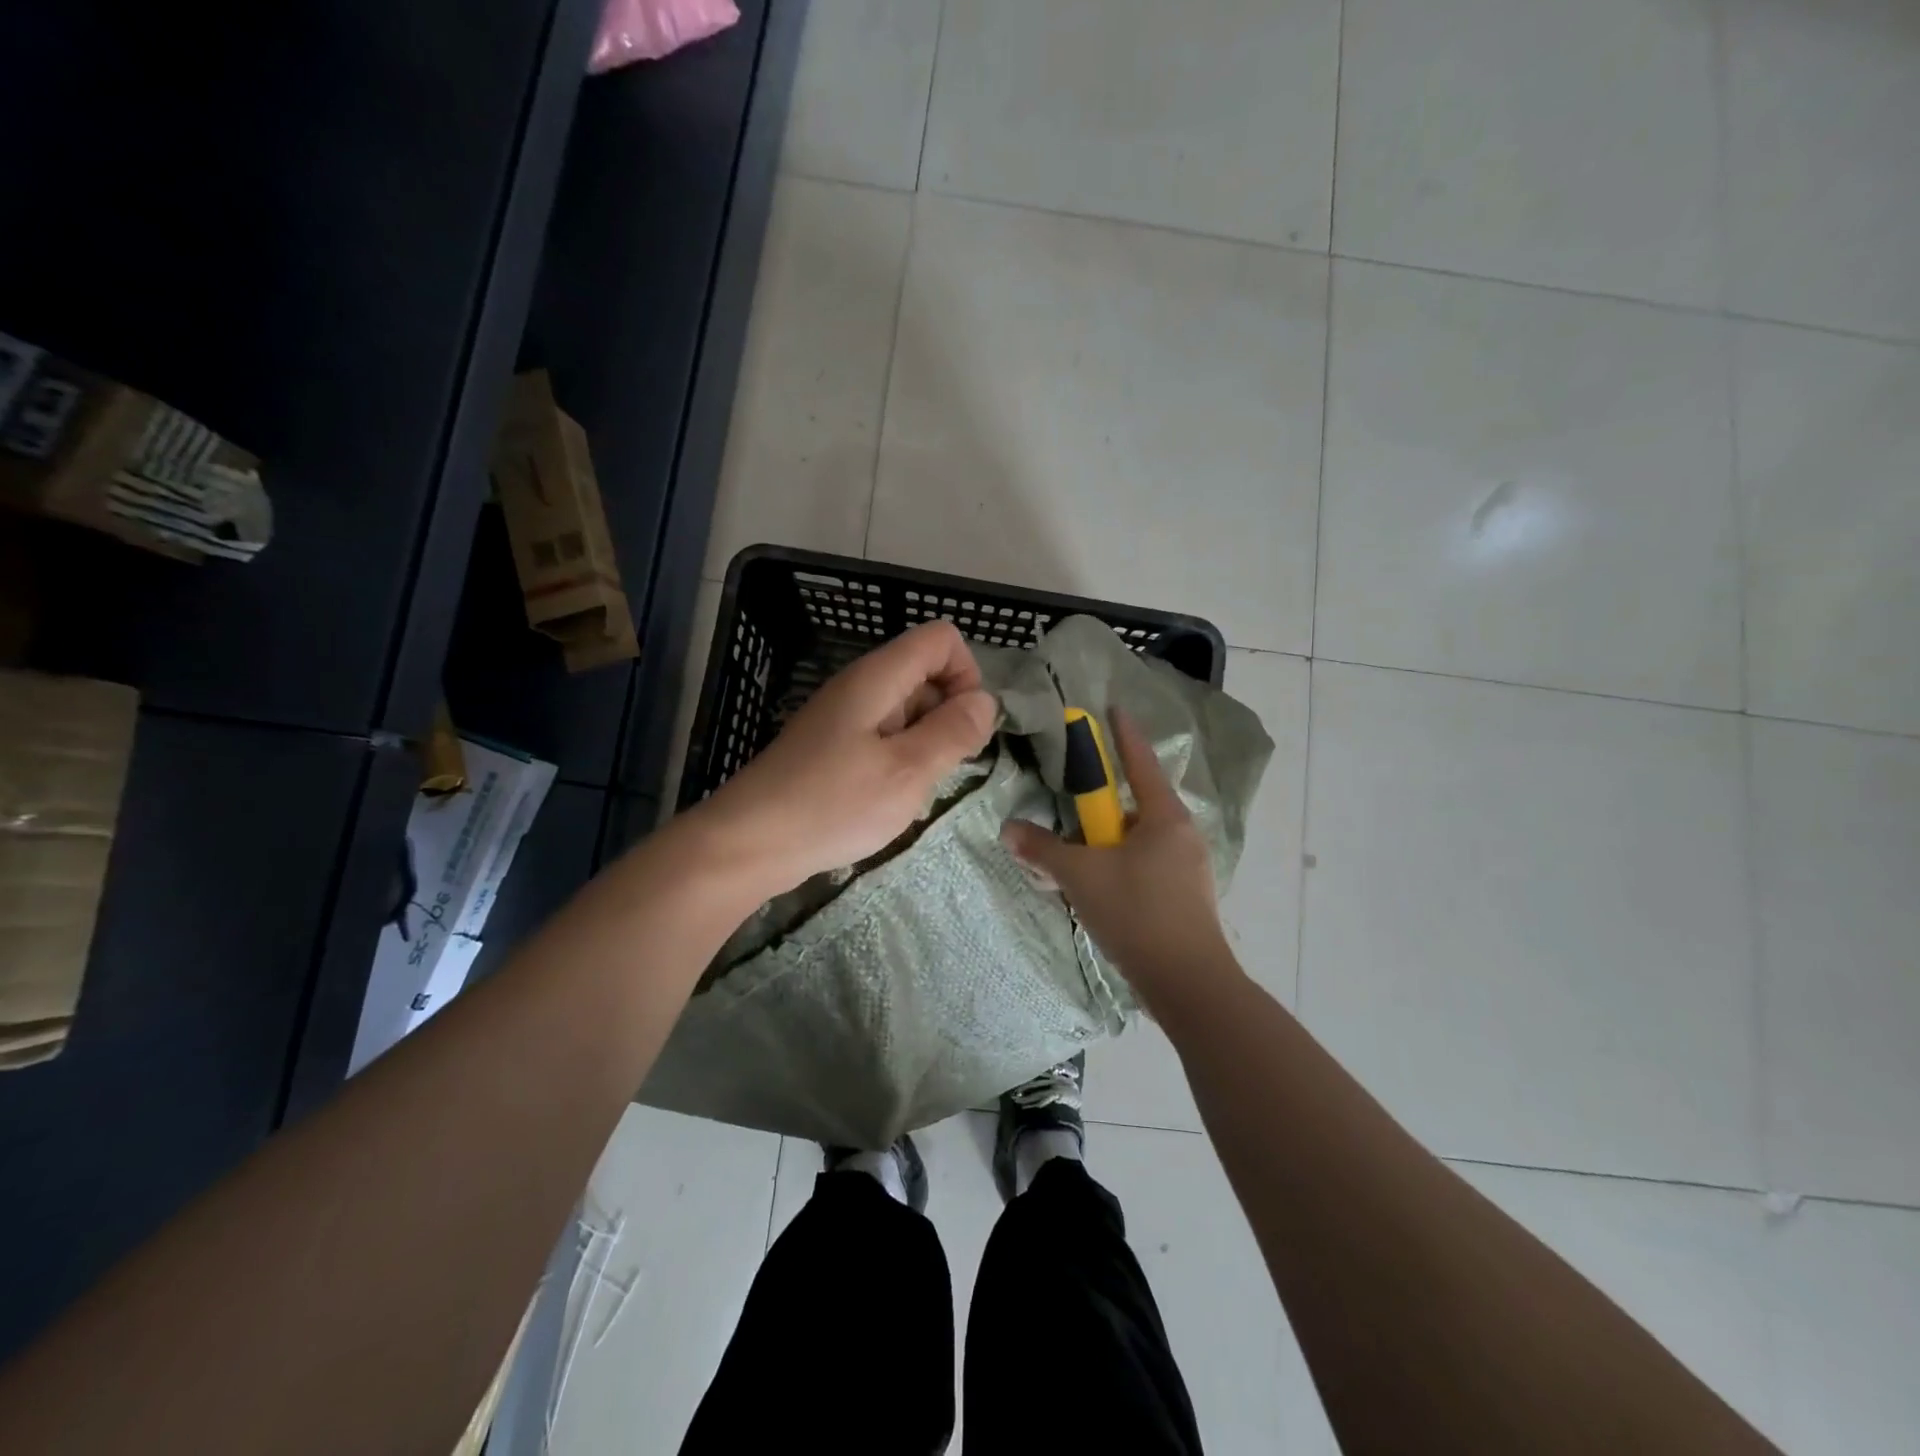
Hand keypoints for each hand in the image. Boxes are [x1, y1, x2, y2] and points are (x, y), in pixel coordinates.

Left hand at [699, 621, 997, 893]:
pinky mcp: (832, 748)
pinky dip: (900, 761)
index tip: (964, 727)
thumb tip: (986, 701)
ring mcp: (843, 718)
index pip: (941, 639)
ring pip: (907, 711)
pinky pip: (884, 738)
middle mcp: (860, 687)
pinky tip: (890, 800)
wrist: (749, 843)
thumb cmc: (833, 804)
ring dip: (926, 744)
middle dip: (949, 715)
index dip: (966, 675)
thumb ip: (953, 732)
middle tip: (942, 769)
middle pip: (925, 673)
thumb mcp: (908, 771)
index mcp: (878, 678)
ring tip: (914, 791)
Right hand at [1000, 708, 1242, 1015]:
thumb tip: (1009, 830)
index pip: (1140, 762)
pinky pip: (1143, 866)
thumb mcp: (1080, 876)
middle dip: (1101, 803)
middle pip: (1135, 804)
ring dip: (1105, 842)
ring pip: (1137, 840)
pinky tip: (1094, 887)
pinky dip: (1117, 866)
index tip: (1111, 709)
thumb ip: (1042, 849)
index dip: (1123, 734)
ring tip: (1072, 855)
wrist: (1188, 984)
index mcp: (1164, 816)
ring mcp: (1186, 868)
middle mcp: (1181, 834)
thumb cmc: (1137, 913)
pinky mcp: (1183, 897)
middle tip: (1069, 803)